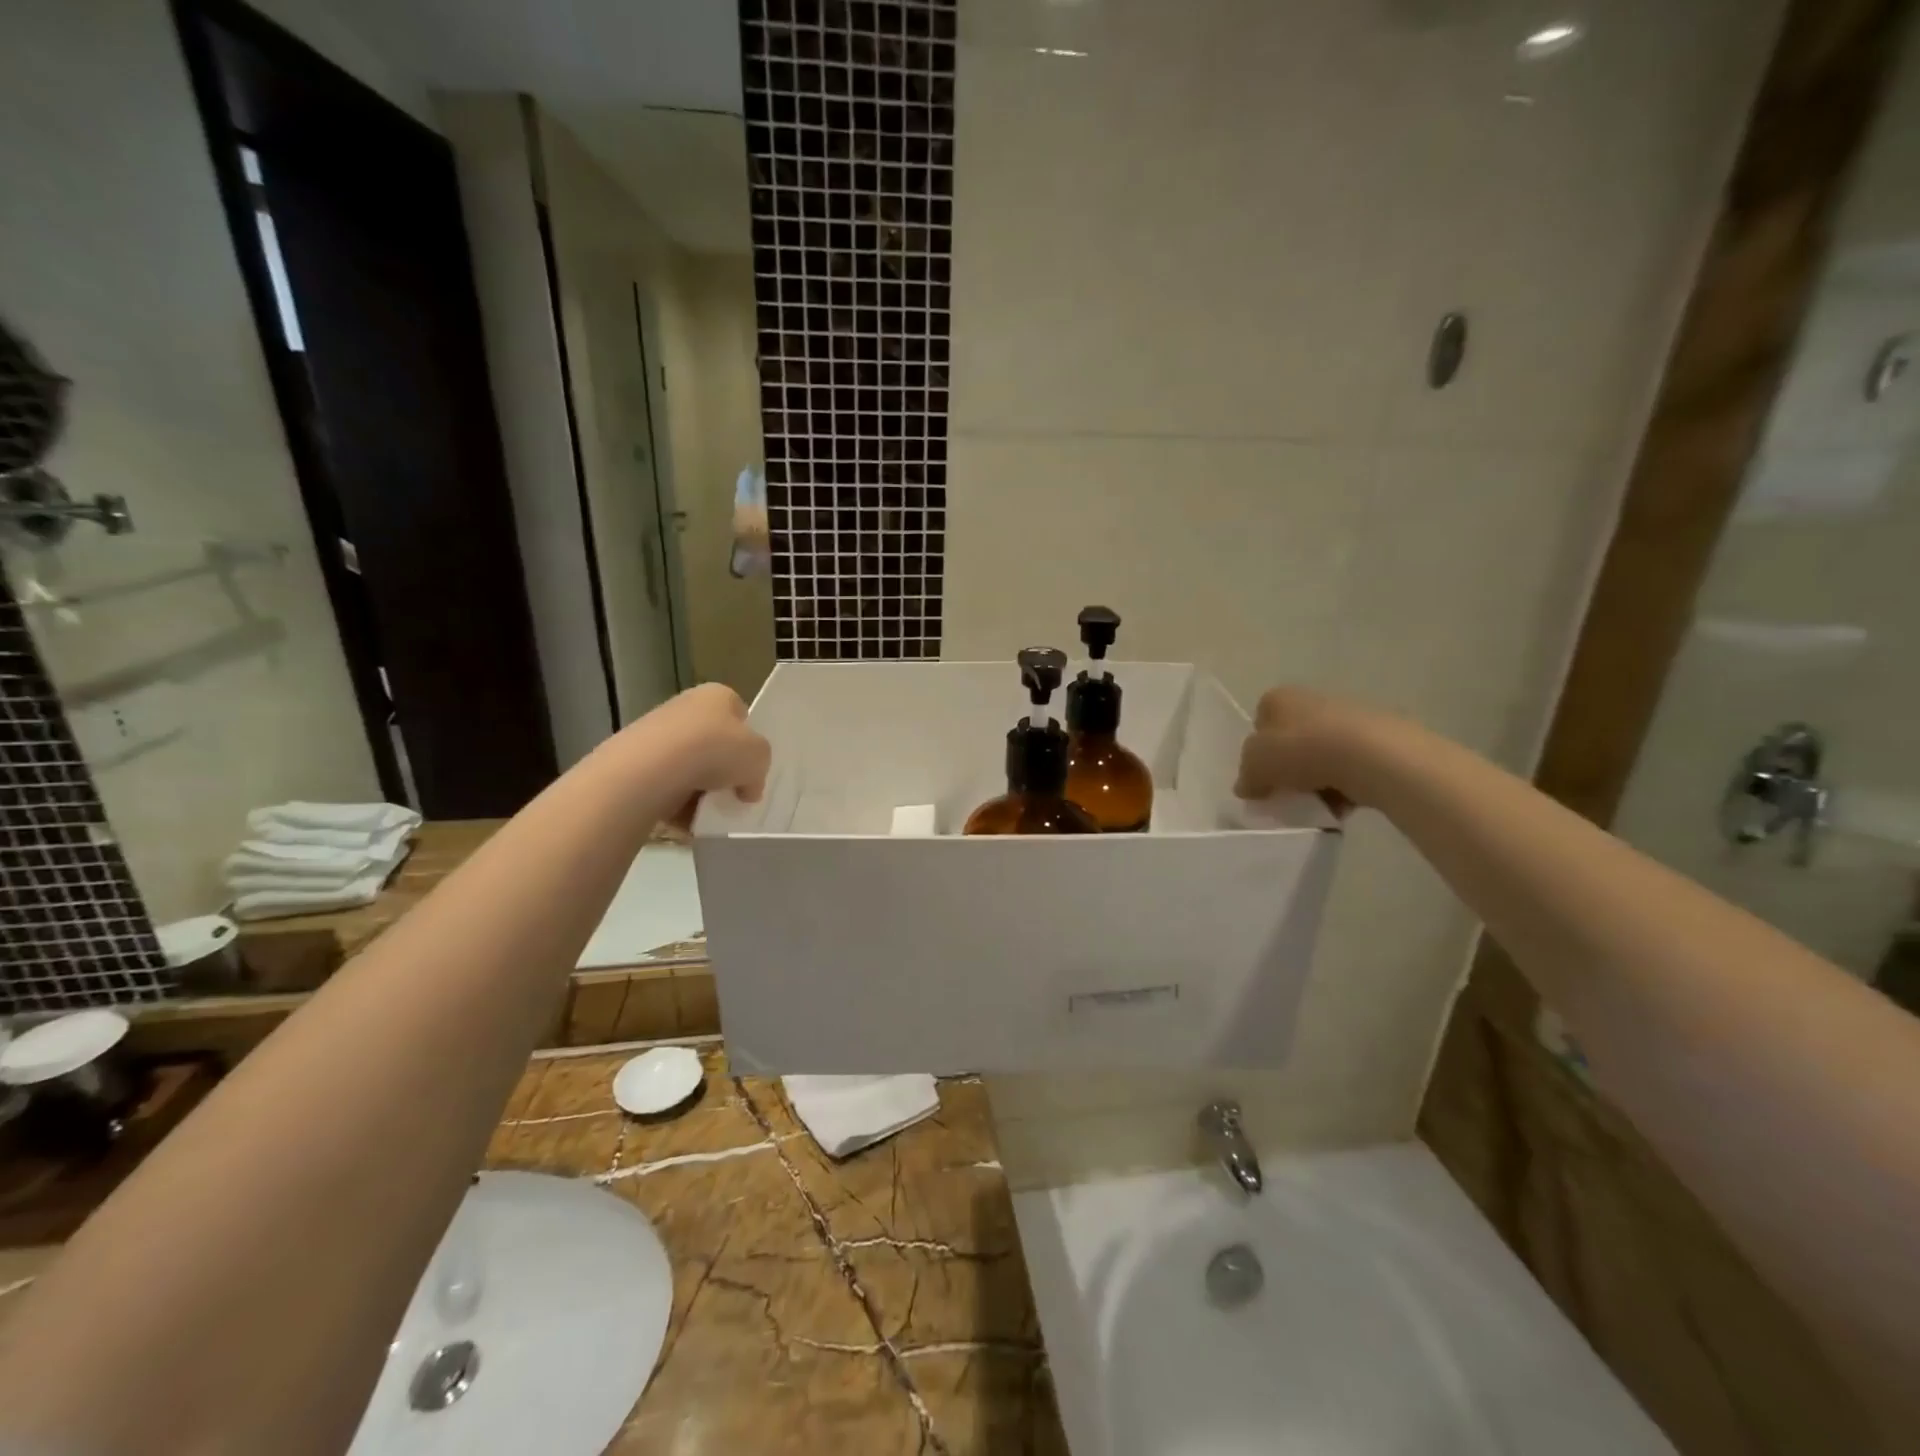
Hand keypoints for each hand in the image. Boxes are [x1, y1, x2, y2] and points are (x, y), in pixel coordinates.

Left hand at [644, 683, 771, 804]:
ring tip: (708, 809)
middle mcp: (685, 706)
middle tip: (733, 792)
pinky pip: (666, 784)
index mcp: (717, 695)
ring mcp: (656, 732)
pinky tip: (685, 816)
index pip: (739, 714)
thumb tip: (747, 788)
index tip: (750, 766)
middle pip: (713, 741)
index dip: (748, 740)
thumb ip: (759, 768)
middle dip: (723, 767)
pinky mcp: (635, 760)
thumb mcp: (759, 758)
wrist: (651, 770)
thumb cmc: (715, 751)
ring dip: (700, 788)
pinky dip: (675, 801)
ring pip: (689, 765)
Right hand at [1234, 687, 1384, 812]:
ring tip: (1316, 805)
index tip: (1260, 778)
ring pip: (1321, 755)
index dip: (1257, 752)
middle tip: (1285, 794)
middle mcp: (1311, 700)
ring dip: (1315, 781)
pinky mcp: (1376, 740)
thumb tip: (1247, 786)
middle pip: (1291, 740)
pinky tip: (1342, 806)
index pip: (1259, 723)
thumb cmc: (1301, 751)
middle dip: (1287, 768)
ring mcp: (1347, 718)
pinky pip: (1349, 768)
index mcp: (1278, 698)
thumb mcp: (1255, 765)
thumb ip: (1246, 776)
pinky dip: (1343, 787)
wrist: (1372, 756)